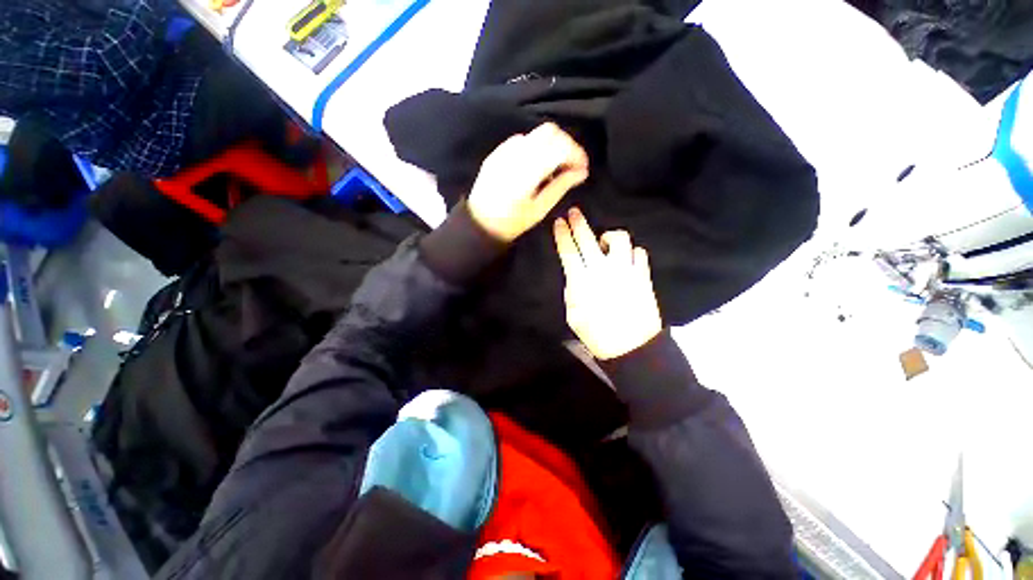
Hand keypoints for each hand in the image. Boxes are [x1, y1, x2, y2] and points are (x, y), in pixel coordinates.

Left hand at [468, 123, 588, 242]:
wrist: (479, 223)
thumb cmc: (512, 223)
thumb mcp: (539, 210)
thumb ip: (561, 186)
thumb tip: (581, 171)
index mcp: (526, 173)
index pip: (559, 147)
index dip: (576, 153)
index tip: (582, 169)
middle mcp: (515, 155)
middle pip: (549, 131)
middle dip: (566, 145)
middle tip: (571, 166)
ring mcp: (503, 151)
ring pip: (536, 134)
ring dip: (551, 145)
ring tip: (553, 169)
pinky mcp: (497, 152)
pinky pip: (522, 140)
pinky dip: (536, 148)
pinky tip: (535, 167)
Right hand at [554, 208, 662, 359]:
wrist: (632, 348)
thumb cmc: (597, 335)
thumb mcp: (573, 316)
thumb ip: (572, 292)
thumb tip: (574, 276)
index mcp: (582, 282)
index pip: (569, 251)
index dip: (563, 235)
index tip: (558, 222)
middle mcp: (603, 270)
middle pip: (589, 239)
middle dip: (578, 222)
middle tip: (574, 212)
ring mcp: (626, 270)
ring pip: (619, 239)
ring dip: (609, 237)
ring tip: (605, 243)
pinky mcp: (643, 275)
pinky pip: (639, 252)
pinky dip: (632, 252)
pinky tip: (627, 258)